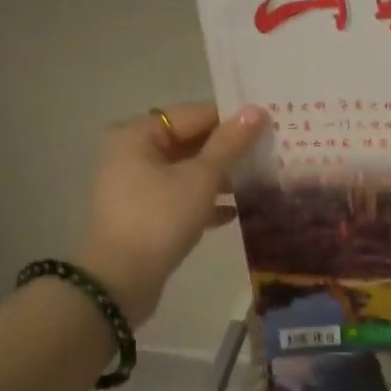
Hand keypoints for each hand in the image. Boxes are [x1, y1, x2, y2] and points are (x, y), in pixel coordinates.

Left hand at [78, 103, 265, 326]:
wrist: (121, 280)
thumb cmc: (160, 218)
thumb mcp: (200, 178)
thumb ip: (229, 144)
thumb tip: (255, 110)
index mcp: (137, 135)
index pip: (193, 114)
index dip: (230, 119)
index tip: (267, 125)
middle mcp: (131, 154)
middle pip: (189, 141)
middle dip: (227, 150)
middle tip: (268, 151)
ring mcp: (135, 186)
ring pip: (186, 171)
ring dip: (220, 176)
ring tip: (259, 180)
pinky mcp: (144, 214)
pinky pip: (180, 197)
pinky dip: (204, 201)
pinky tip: (234, 211)